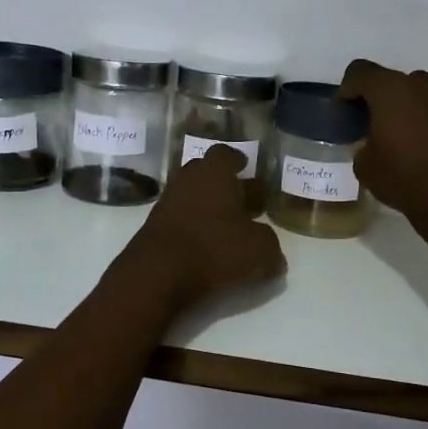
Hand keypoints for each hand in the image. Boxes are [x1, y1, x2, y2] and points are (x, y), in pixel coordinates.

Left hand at [118, 146, 285, 310]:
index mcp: (214, 173)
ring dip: (210, 208)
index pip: (226, 154)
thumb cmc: (215, 248)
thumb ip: (270, 245)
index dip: (238, 160)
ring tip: (229, 228)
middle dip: (225, 185)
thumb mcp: (259, 249)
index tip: (246, 167)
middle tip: (244, 201)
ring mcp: (166, 203)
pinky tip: (208, 246)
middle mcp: (187, 180)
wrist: (157, 274)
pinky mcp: (154, 228)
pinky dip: (194, 228)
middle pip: (207, 174)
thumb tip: (273, 252)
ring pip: (193, 197)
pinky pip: (180, 220)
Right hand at [337, 59, 427, 222]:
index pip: (358, 72)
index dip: (345, 91)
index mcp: (388, 89)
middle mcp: (416, 85)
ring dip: (396, 106)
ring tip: (389, 134)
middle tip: (364, 123)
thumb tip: (370, 143)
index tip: (342, 115)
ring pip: (410, 92)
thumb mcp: (364, 165)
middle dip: (372, 97)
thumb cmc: (402, 175)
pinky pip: (427, 109)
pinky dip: (416, 118)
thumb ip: (361, 145)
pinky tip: (412, 145)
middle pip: (386, 79)